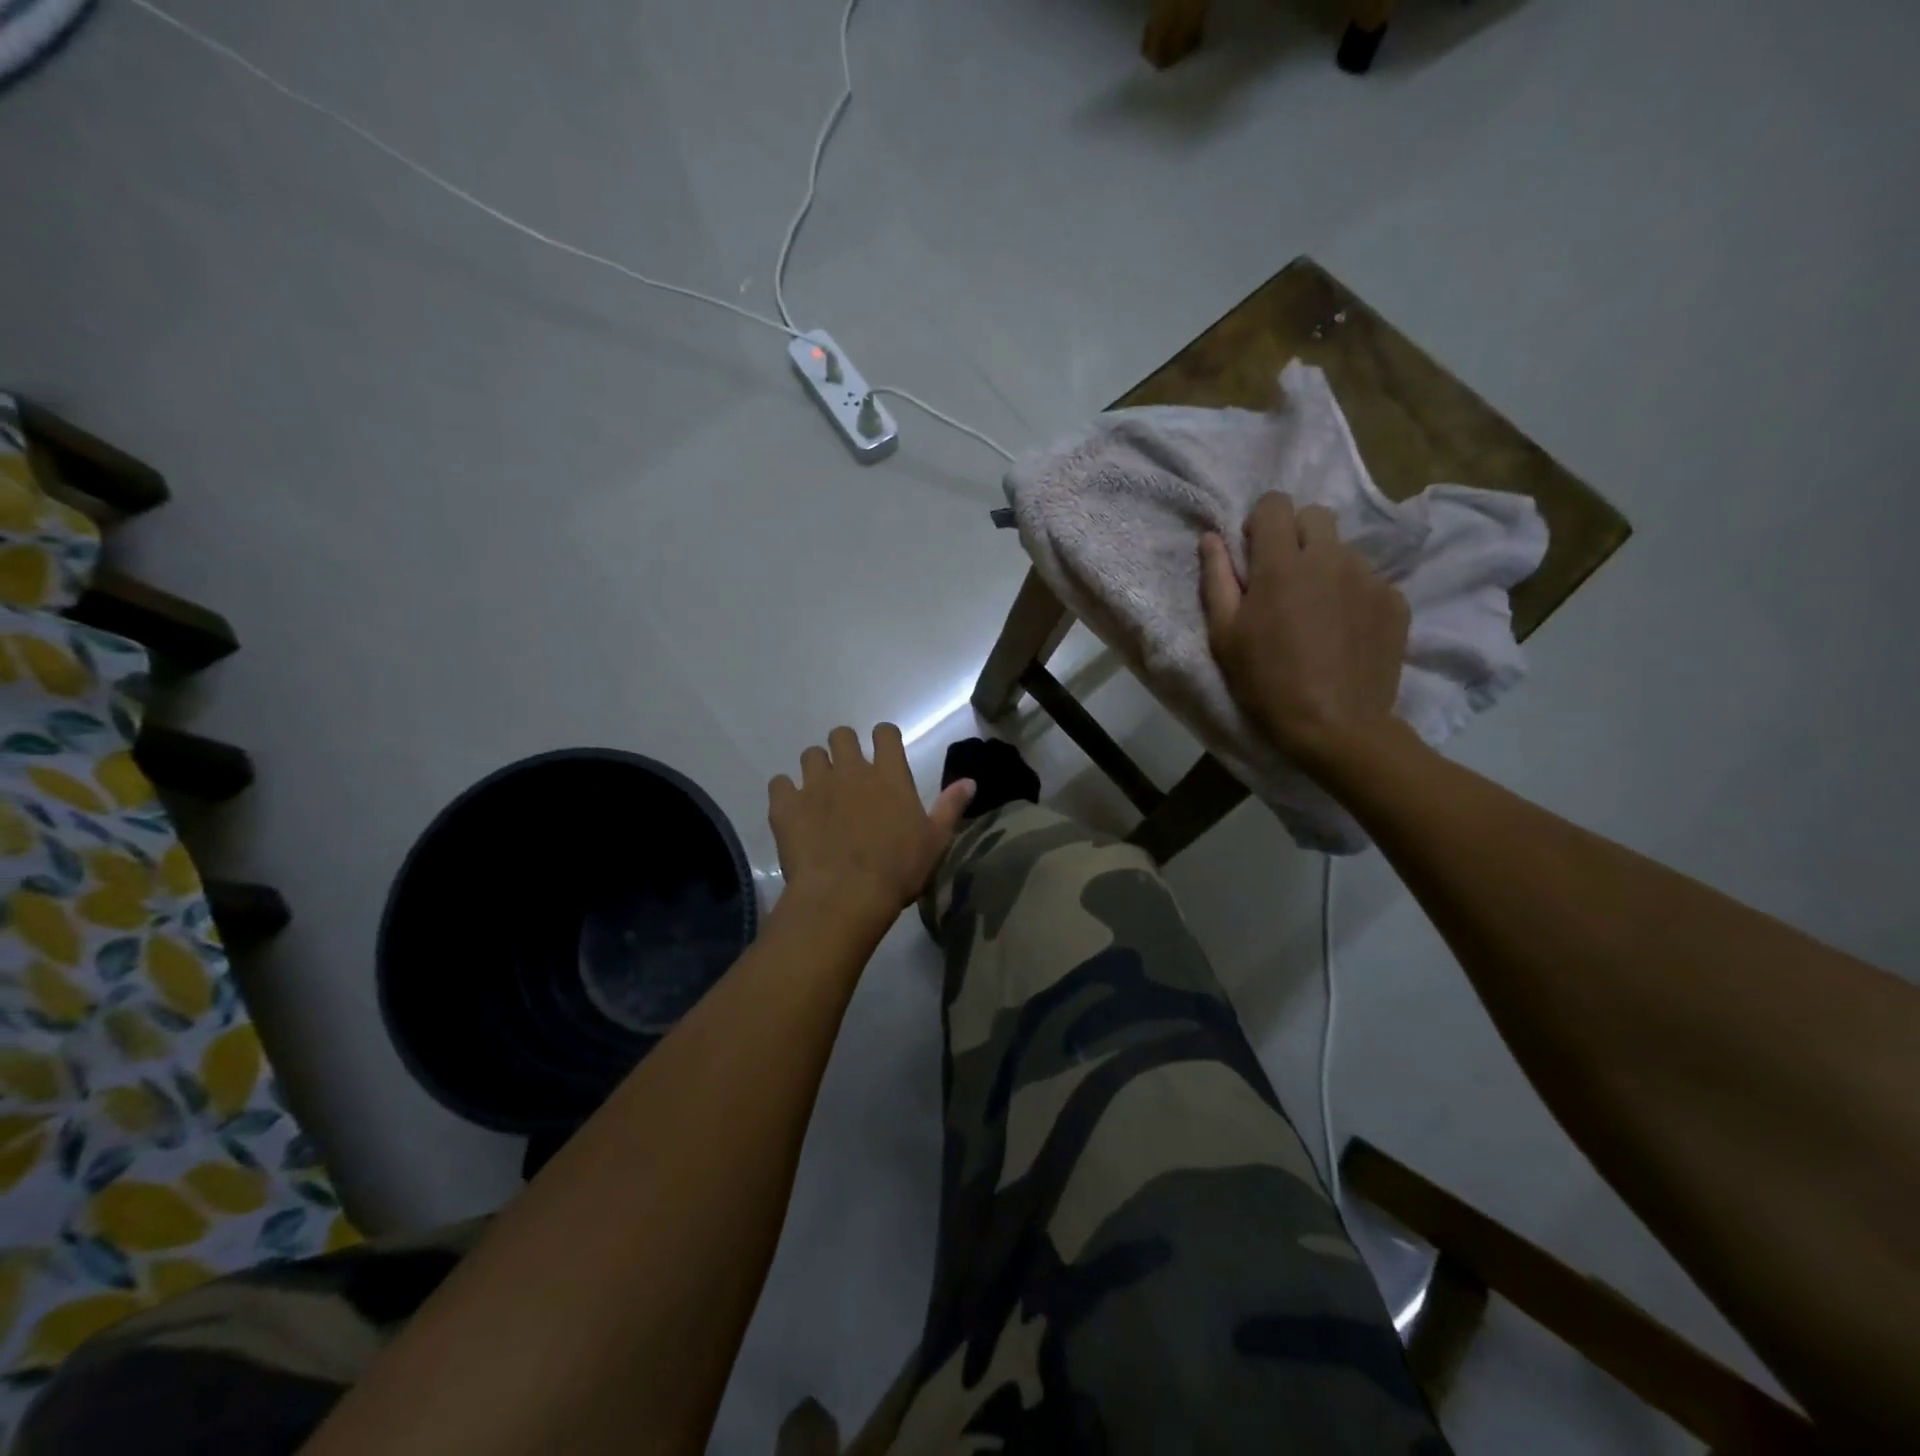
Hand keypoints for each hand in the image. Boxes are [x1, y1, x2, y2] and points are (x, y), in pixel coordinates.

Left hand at [769, 724, 973, 922]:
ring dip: (816, 768)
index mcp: (889, 774)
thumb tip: (970, 781)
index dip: (883, 738)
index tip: (882, 752)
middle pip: (842, 736)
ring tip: (819, 793)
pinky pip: (779, 783)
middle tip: (848, 775)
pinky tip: (793, 811)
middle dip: (844, 748)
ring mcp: (815, 784)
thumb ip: (950, 807)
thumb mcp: (935, 841)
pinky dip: (785, 793)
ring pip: (810, 755)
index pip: (885, 733)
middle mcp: (851, 769)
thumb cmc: (897, 870)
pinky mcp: (786, 805)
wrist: (845, 896)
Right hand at [1200, 492, 1409, 774]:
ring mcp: (1368, 577)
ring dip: (1325, 567)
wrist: (1336, 727)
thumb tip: (1211, 538)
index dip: (1260, 522)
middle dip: (1296, 536)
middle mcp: (1330, 557)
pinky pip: (1369, 580)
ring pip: (1343, 550)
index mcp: (1281, 563)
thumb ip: (1216, 579)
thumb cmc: (1266, 682)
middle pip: (1315, 516)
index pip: (1275, 503)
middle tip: (1284, 580)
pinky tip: (1343, 632)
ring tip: (1316, 614)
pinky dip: (1352, 595)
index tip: (1254, 554)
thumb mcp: (1225, 635)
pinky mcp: (1395, 601)